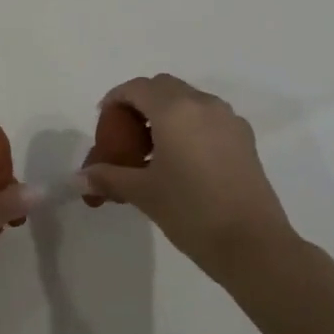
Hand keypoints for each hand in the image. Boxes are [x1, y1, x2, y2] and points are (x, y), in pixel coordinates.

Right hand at [83, 75, 299, 283]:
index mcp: (174, 110)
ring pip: (188, 100)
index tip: (104, 122)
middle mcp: (202, 104)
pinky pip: (208, 117)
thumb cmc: (191, 212)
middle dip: (140, 103)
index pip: (136, 88)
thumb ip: (109, 177)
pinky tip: (183, 159)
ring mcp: (228, 119)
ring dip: (166, 112)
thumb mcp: (144, 193)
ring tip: (154, 149)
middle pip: (163, 87)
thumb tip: (79, 178)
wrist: (254, 245)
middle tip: (126, 133)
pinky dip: (189, 124)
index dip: (115, 99)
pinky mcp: (244, 138)